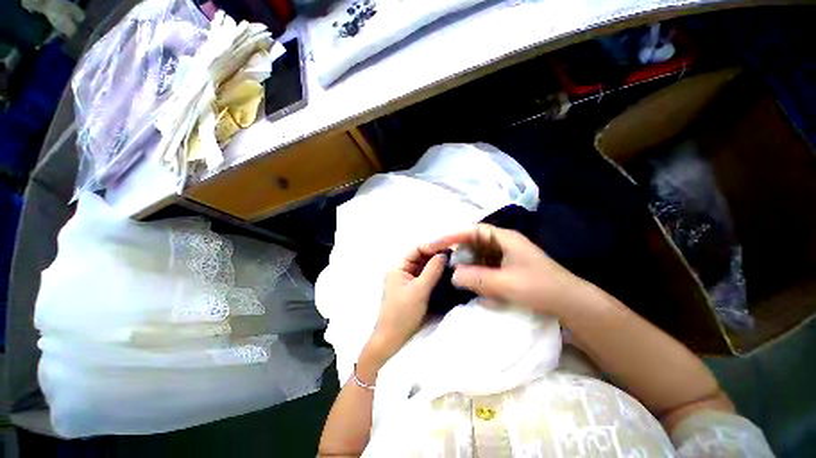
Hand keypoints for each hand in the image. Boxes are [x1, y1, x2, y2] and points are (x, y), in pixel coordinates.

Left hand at [364, 245, 446, 365]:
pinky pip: (427, 276)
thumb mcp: (419, 290)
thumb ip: (432, 270)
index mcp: (398, 267)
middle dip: (437, 255)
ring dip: (439, 264)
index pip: (416, 249)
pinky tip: (449, 274)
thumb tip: (444, 254)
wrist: (393, 339)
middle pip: (422, 257)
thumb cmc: (402, 313)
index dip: (432, 245)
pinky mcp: (416, 289)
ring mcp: (410, 280)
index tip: (450, 246)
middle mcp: (403, 270)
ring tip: (456, 262)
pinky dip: (437, 274)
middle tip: (457, 254)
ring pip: (426, 266)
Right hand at [428, 224, 593, 317]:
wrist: (570, 304)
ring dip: (466, 263)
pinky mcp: (506, 267)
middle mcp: (503, 243)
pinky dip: (475, 272)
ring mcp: (505, 255)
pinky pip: (485, 266)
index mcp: (504, 238)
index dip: (452, 235)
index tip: (435, 244)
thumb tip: (453, 275)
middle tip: (442, 261)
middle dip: (457, 250)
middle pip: (473, 241)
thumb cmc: (540, 288)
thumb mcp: (506, 284)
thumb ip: (476, 279)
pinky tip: (471, 283)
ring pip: (478, 254)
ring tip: (453, 273)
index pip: (472, 231)